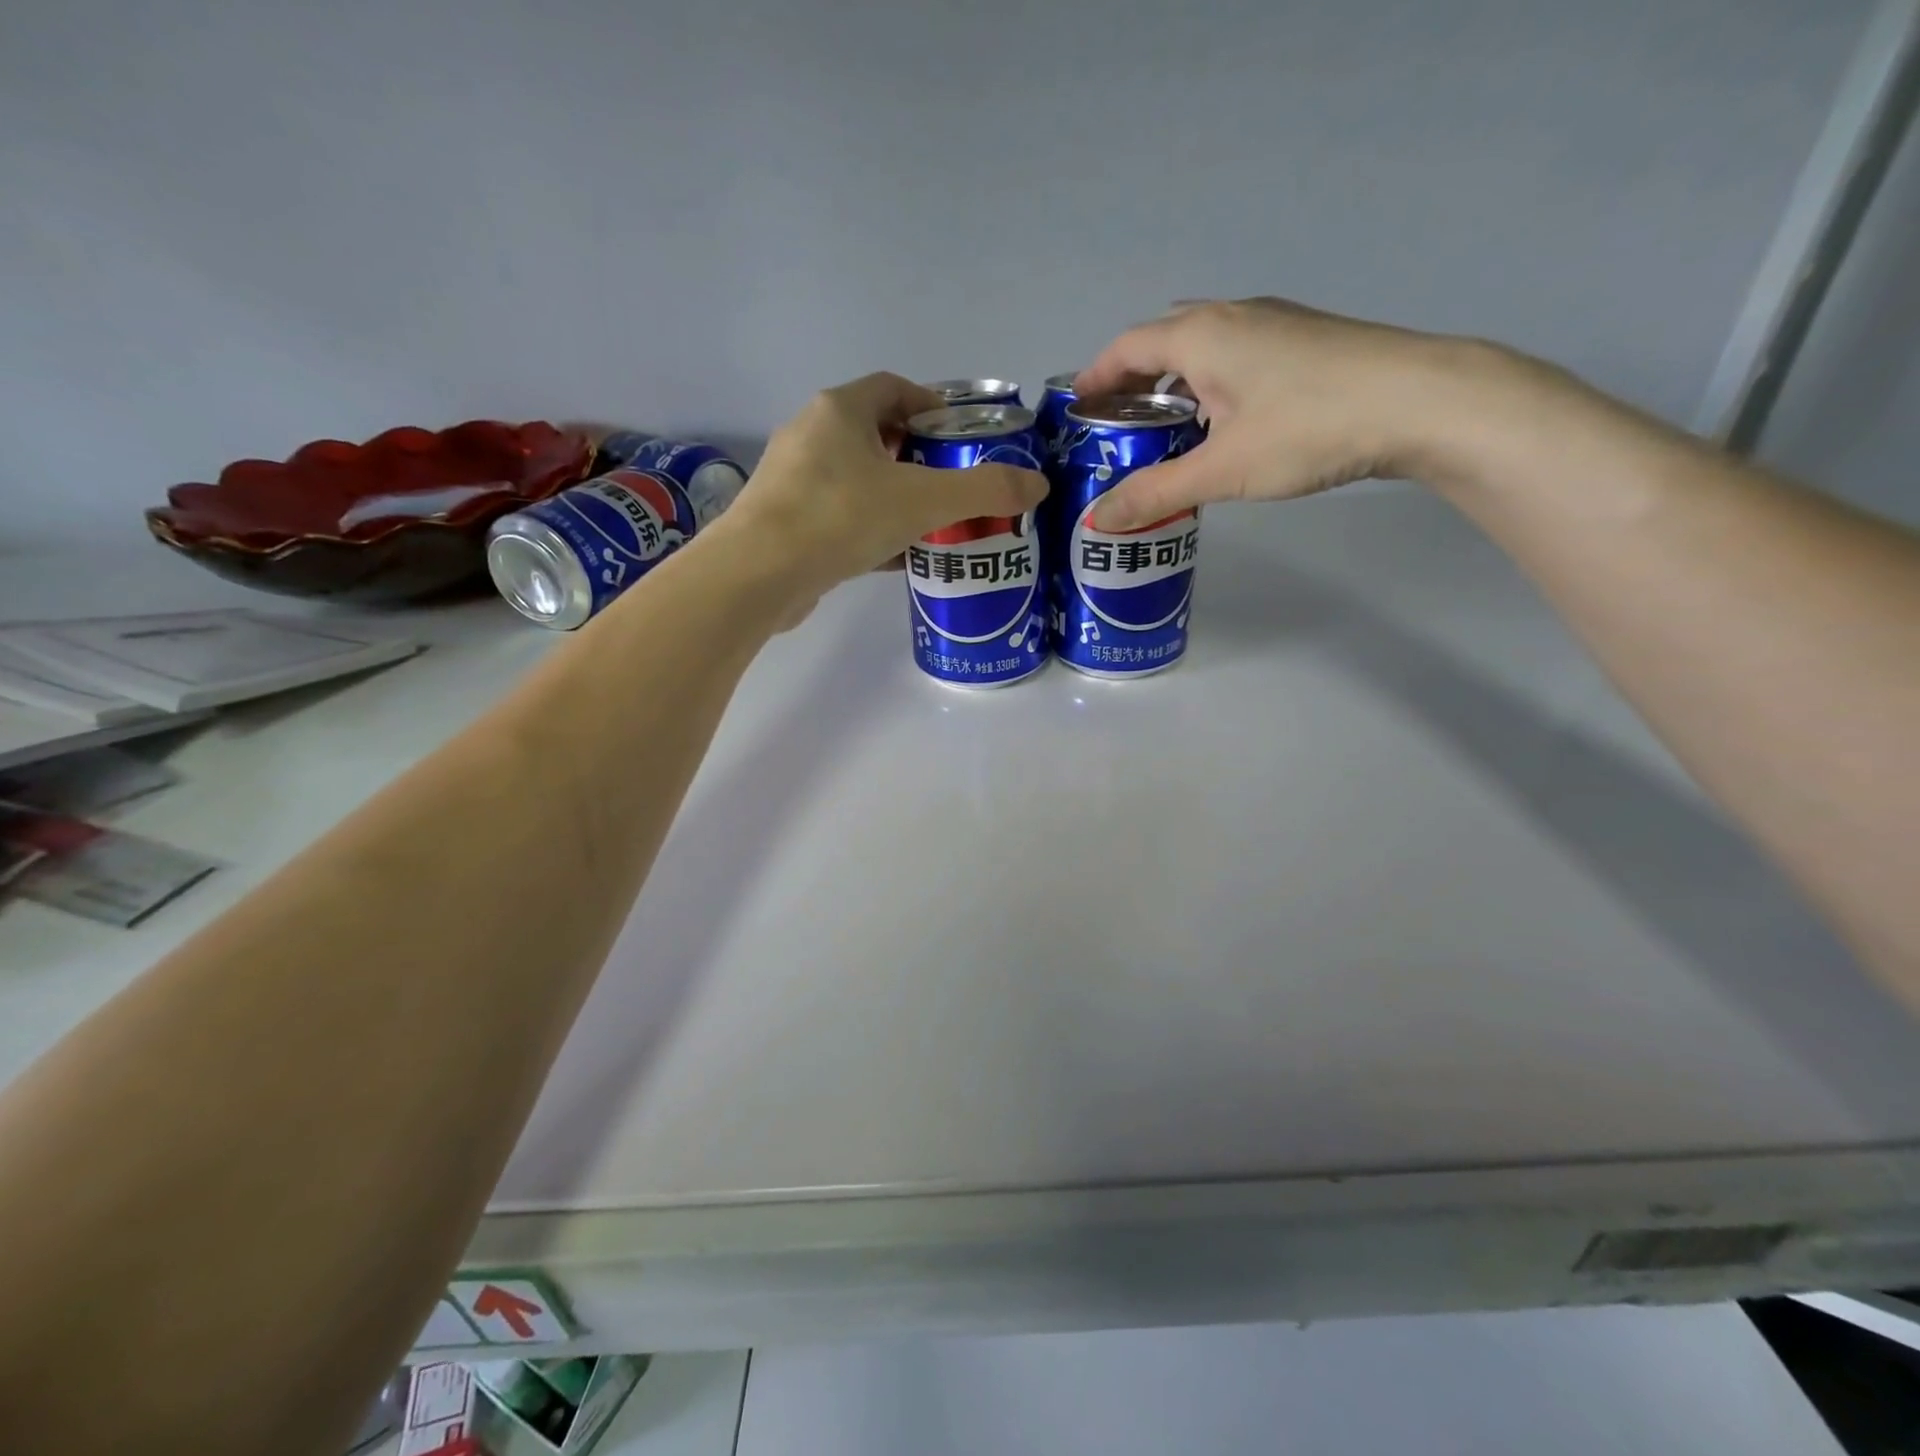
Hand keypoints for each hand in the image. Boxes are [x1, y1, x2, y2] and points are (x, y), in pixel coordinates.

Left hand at [720, 372, 1047, 599]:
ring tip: (936, 524)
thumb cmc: (840, 517)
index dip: (933, 405)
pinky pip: (843, 518)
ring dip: (897, 497)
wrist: (759, 575)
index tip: (962, 436)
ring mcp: (794, 481)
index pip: (894, 388)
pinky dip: (874, 530)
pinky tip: (901, 557)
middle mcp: (811, 436)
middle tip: (956, 486)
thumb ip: (983, 490)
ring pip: (859, 481)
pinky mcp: (788, 524)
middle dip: (920, 458)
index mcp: (840, 410)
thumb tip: (1038, 485)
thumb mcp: (923, 500)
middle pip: (878, 435)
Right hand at [1075, 298, 1489, 529]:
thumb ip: (1156, 493)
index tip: (1076, 407)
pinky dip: (1211, 385)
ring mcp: (1274, 324)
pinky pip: (1236, 357)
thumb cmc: (1308, 428)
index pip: (1128, 346)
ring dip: (1175, 384)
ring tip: (1164, 432)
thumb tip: (1098, 519)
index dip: (1096, 376)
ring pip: (1204, 349)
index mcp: (1201, 335)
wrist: (1422, 402)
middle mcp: (1234, 316)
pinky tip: (1223, 425)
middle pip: (1164, 341)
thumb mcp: (1221, 469)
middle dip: (1133, 381)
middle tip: (1118, 426)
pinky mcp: (1305, 342)